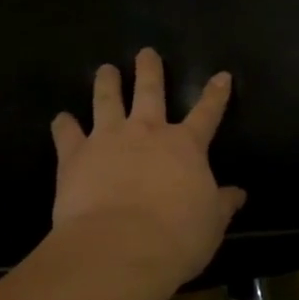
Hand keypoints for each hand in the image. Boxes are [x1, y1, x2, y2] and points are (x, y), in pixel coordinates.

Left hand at [50, 49, 246, 285]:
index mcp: (186, 146)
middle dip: (150, 70)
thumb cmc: (176, 236)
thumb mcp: (211, 223)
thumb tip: (238, 194)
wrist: (120, 246)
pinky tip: (60, 119)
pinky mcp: (75, 155)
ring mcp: (108, 139)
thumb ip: (222, 204)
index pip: (207, 112)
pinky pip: (66, 133)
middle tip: (146, 52)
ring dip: (107, 82)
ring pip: (107, 100)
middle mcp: (147, 132)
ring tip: (105, 69)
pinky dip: (63, 125)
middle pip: (150, 91)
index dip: (216, 94)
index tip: (222, 75)